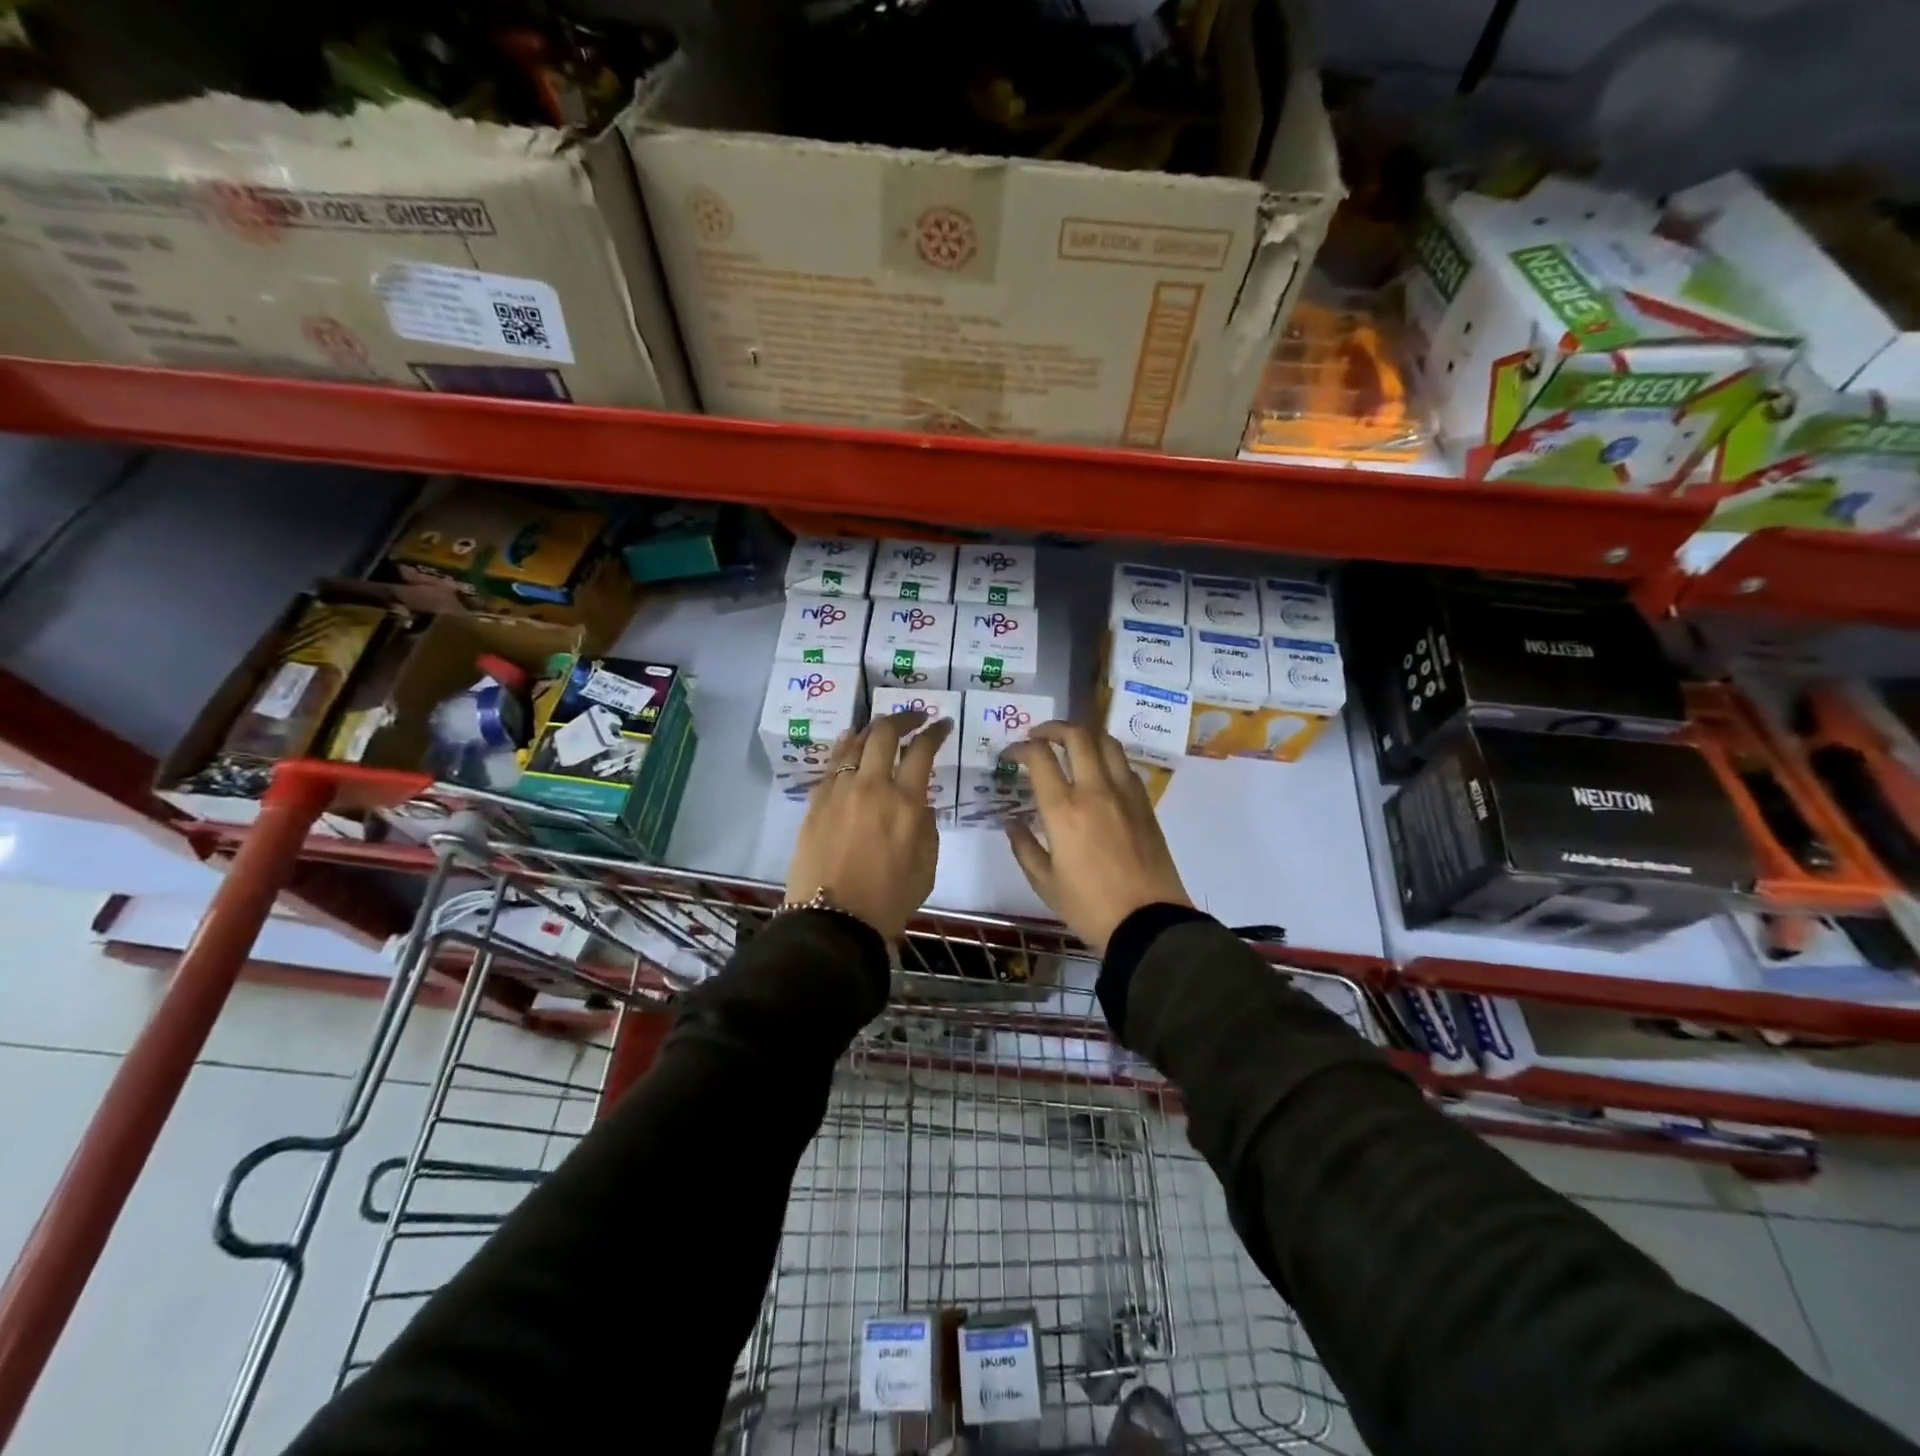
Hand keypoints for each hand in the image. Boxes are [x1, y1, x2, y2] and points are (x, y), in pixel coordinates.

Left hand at [787, 711, 951, 938]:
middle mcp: (872, 786)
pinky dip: (846, 747)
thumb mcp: (926, 866)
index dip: (935, 732)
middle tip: (915, 718)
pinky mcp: (816, 802)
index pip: (922, 750)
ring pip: (854, 742)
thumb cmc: (888, 900)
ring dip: (872, 729)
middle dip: (903, 718)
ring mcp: (839, 791)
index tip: (942, 724)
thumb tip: (917, 802)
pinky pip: (833, 763)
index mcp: (905, 803)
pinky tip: (851, 744)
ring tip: (882, 728)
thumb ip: (925, 827)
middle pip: (884, 734)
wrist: (833, 921)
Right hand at [1003, 722, 1191, 954]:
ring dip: (1084, 735)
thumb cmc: (1089, 906)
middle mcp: (1095, 790)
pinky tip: (1098, 772)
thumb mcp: (1044, 882)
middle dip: (1052, 728)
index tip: (1010, 755)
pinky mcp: (1145, 803)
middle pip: (1077, 735)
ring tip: (1070, 745)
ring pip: (1107, 742)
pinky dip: (1106, 757)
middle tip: (1038, 737)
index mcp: (1063, 809)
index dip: (1020, 748)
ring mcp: (1125, 793)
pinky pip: (1124, 765)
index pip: (1039, 757)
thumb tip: (1011, 821)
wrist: (1148, 922)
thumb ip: (1023, 846)